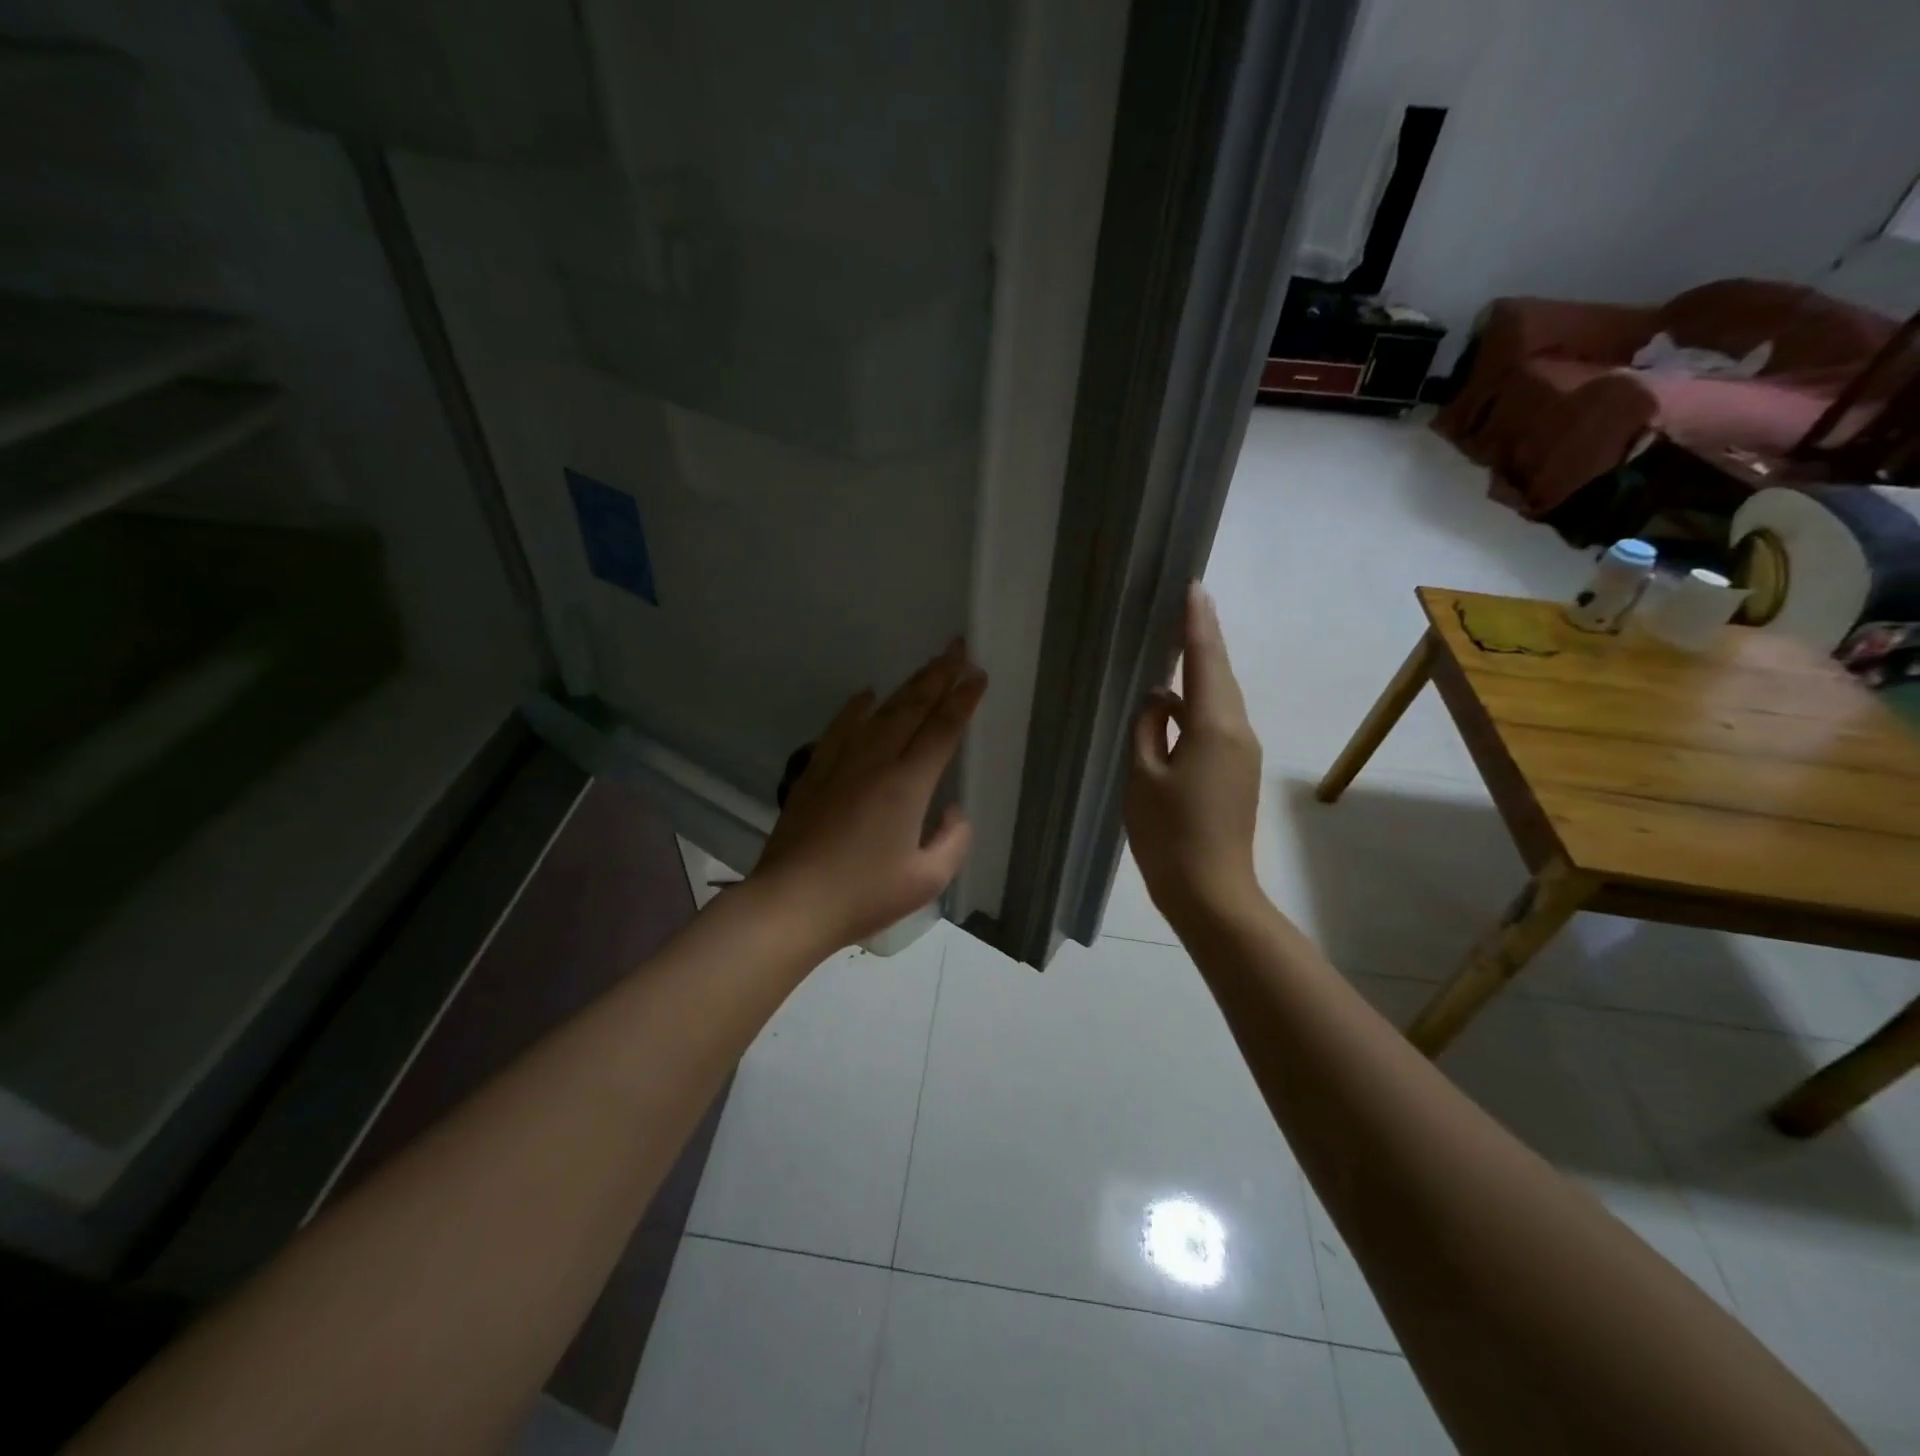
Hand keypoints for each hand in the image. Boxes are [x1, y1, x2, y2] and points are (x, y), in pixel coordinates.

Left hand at [752, 640, 986, 950]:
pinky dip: (856, 707)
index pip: (942, 730)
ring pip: (879, 712)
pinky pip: (839, 727)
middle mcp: (875, 762)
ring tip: (925, 667)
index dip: (963, 701)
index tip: (978, 675)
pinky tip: (865, 696)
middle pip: (912, 708)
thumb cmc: (863, 895)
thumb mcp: (926, 879)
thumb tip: (953, 811)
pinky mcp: (814, 773)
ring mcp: (840, 763)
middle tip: (957, 648)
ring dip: (906, 686)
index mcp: (906, 785)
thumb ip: (953, 840)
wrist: (792, 902)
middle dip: (938, 676)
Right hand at [1126, 583, 1263, 927]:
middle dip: (1203, 640)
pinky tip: (1177, 702)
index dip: (1198, 623)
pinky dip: (1200, 703)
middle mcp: (1238, 731)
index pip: (1206, 661)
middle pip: (1220, 674)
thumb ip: (1147, 727)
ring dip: (1202, 672)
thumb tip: (1158, 698)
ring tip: (1178, 645)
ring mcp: (1243, 752)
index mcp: (1214, 727)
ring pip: (1220, 699)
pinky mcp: (1238, 771)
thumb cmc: (1168, 834)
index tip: (1194, 587)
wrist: (1211, 892)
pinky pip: (1219, 723)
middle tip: (1185, 605)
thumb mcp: (1142, 775)